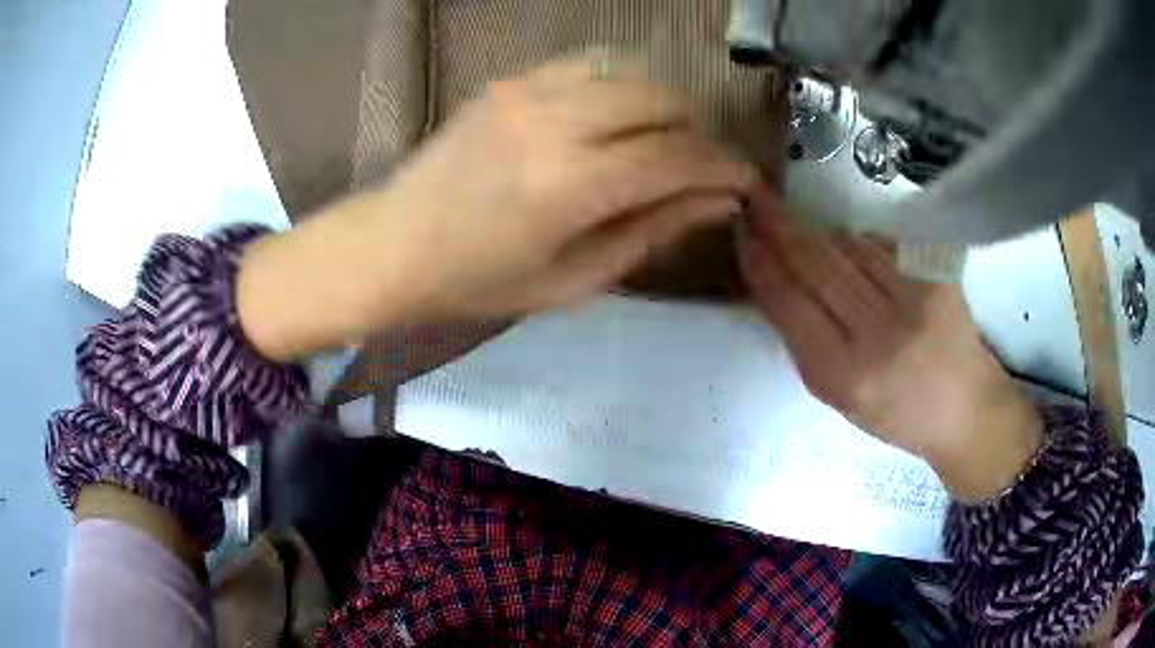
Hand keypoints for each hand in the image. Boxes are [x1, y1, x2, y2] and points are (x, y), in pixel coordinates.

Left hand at [238, 58, 751, 359]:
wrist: (394, 243)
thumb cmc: (479, 281)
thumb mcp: (574, 280)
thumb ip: (652, 233)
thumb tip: (719, 203)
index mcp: (571, 186)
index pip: (677, 157)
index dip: (724, 167)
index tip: (746, 182)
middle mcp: (555, 122)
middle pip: (664, 101)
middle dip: (698, 132)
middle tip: (699, 168)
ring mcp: (529, 90)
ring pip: (632, 73)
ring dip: (664, 105)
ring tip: (662, 142)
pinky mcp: (511, 79)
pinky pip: (589, 64)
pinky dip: (621, 84)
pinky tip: (617, 115)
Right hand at [739, 189, 1042, 501]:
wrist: (966, 410)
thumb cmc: (897, 414)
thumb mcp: (840, 397)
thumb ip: (806, 343)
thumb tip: (777, 281)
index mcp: (844, 376)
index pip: (790, 305)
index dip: (761, 265)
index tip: (742, 235)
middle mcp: (878, 336)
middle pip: (817, 265)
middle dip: (781, 228)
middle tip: (758, 202)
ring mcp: (912, 302)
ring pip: (849, 247)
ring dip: (823, 236)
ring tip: (811, 234)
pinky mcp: (937, 278)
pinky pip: (883, 245)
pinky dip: (862, 243)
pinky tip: (859, 253)